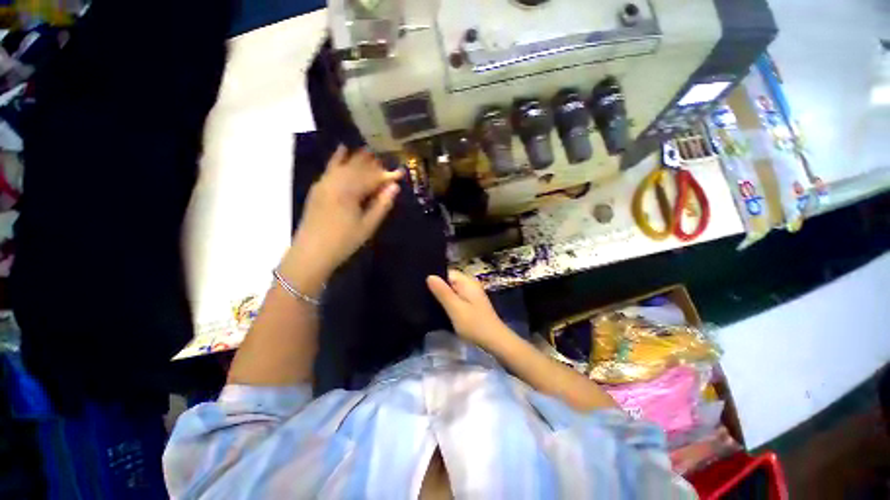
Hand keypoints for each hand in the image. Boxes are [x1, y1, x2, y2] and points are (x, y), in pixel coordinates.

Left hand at [285, 145, 401, 279]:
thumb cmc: (344, 242)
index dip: (388, 175)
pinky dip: (337, 158)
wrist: (311, 252)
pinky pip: (330, 168)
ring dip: (359, 159)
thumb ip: (381, 205)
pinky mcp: (318, 187)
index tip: (400, 173)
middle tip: (388, 166)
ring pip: (345, 165)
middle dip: (375, 166)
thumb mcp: (368, 226)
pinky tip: (343, 149)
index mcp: (350, 192)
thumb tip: (395, 188)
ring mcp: (325, 183)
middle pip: (359, 168)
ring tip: (371, 154)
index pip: (373, 178)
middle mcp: (337, 182)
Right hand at [426, 270, 512, 348]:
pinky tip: (440, 309)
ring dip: (442, 296)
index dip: (435, 277)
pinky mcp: (471, 304)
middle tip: (421, 295)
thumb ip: (442, 292)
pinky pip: (456, 298)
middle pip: (449, 281)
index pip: (447, 272)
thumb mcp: (455, 308)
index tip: (420, 286)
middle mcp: (470, 284)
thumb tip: (429, 276)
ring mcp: (471, 294)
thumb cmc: (474, 324)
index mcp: (467, 281)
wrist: (495, 341)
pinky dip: (448, 302)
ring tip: (427, 302)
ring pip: (451, 290)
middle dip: (437, 287)